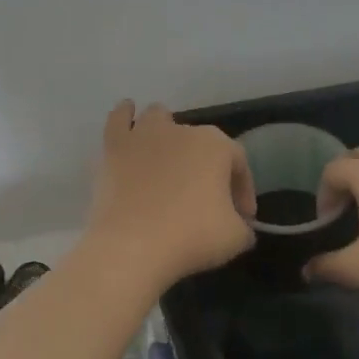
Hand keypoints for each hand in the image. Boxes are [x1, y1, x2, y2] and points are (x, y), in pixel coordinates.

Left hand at [85, 101, 256, 286]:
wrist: (132, 246)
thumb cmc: (191, 237)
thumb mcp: (236, 238)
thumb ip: (244, 226)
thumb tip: (240, 225)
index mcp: (216, 146)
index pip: (238, 163)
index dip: (243, 191)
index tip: (242, 218)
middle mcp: (182, 130)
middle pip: (201, 143)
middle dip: (207, 168)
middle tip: (207, 201)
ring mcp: (144, 135)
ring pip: (159, 119)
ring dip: (167, 133)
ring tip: (169, 155)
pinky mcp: (114, 147)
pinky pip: (119, 120)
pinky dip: (125, 115)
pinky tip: (127, 112)